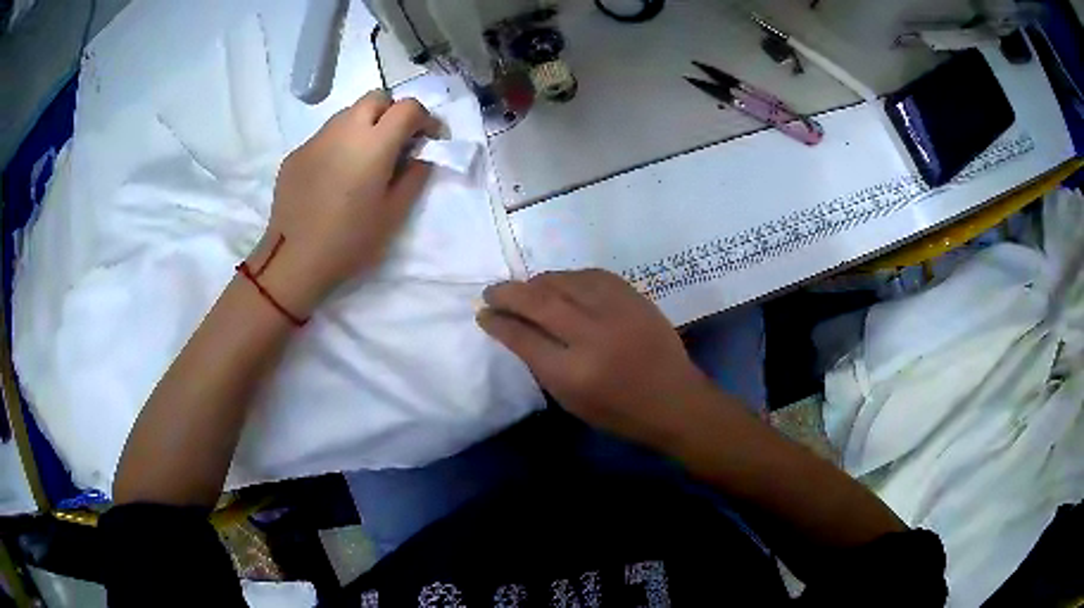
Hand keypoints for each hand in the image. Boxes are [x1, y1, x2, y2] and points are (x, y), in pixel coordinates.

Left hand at [248, 90, 437, 316]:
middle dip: (393, 112)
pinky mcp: (296, 153)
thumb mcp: (394, 214)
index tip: (429, 139)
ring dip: (364, 125)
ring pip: (347, 114)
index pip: (408, 108)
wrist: (294, 260)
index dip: (425, 119)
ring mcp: (316, 139)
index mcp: (374, 143)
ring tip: (363, 159)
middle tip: (395, 141)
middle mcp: (344, 129)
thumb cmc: (350, 240)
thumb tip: (420, 155)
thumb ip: (414, 176)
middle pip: (376, 98)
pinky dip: (338, 144)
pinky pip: (325, 137)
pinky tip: (334, 176)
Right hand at [477, 270, 717, 447]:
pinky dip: (568, 277)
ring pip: (564, 281)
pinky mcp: (633, 297)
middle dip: (508, 293)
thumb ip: (541, 365)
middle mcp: (592, 335)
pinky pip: (591, 275)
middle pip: (538, 301)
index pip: (523, 337)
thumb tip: (515, 330)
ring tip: (524, 288)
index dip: (498, 322)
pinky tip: (559, 283)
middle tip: (492, 292)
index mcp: (572, 372)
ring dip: (537, 282)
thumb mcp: (571, 401)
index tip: (483, 314)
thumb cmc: (619, 412)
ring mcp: (616, 311)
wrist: (675, 400)